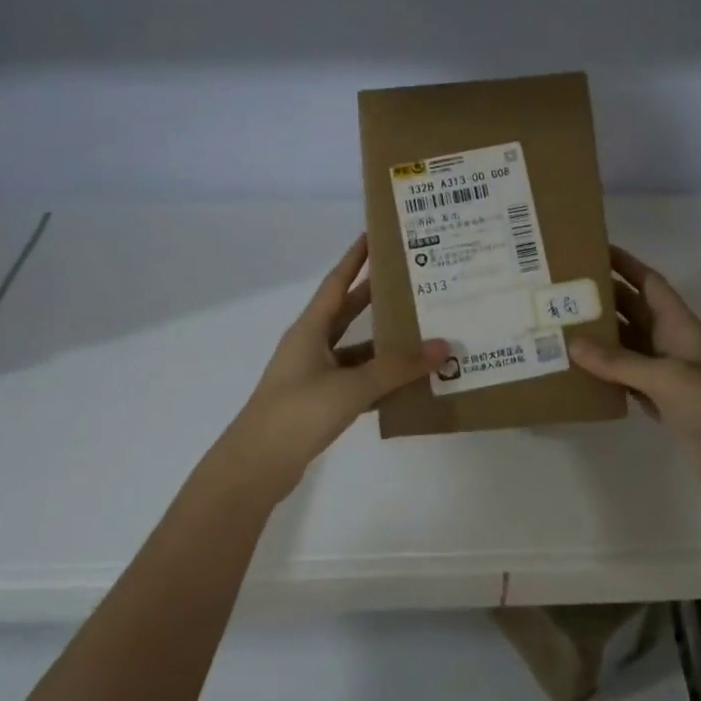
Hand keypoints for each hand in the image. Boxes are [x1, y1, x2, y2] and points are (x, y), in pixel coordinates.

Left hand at [218, 235, 448, 501]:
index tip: (376, 234)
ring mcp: (314, 375)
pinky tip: (408, 380)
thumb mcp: (352, 386)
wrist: (257, 466)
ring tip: (423, 330)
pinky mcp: (319, 402)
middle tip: (412, 278)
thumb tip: (443, 346)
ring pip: (356, 349)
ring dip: (384, 342)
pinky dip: (380, 378)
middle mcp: (311, 345)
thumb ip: (397, 367)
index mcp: (310, 329)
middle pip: (348, 312)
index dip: (355, 258)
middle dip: (376, 295)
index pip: (337, 282)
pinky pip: (357, 380)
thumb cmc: (299, 413)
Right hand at [568, 246, 700, 499]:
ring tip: (558, 327)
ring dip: (599, 337)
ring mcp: (666, 373)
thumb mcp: (667, 377)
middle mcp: (670, 342)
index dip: (625, 264)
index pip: (649, 283)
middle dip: (602, 299)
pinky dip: (603, 372)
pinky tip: (576, 371)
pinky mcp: (660, 401)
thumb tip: (572, 342)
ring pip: (626, 345)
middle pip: (632, 311)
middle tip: (560, 290)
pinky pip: (625, 377)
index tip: (592, 250)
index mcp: (679, 324)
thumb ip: (620, 361)